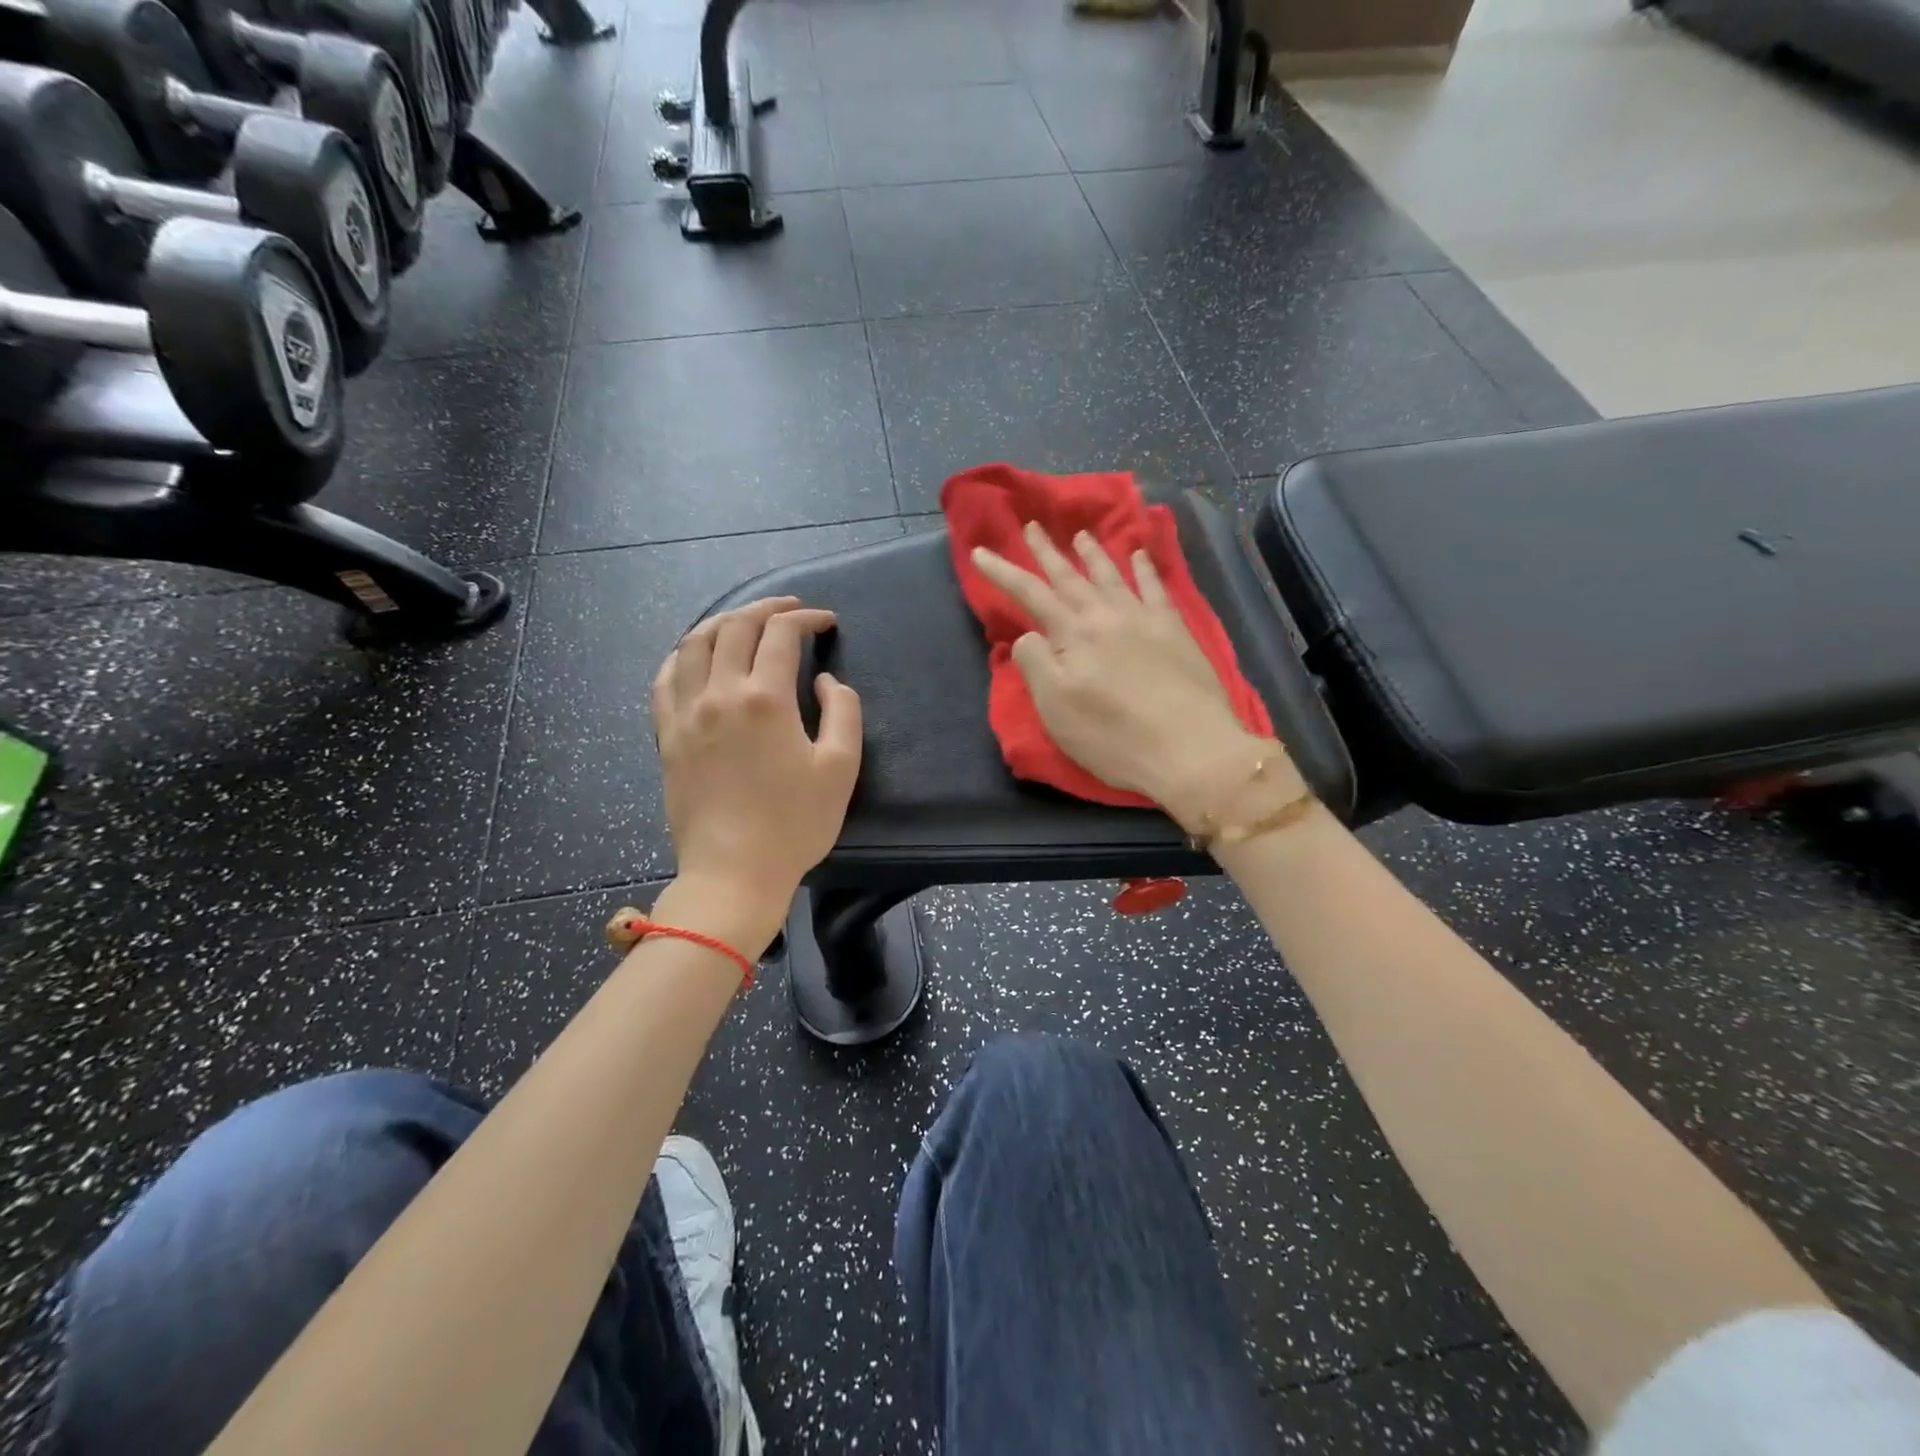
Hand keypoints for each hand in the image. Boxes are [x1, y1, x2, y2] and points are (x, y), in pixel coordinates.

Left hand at [653, 597, 861, 913]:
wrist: (734, 873)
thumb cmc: (795, 824)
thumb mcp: (841, 768)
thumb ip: (842, 712)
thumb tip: (824, 681)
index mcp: (764, 699)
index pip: (781, 634)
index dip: (807, 618)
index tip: (826, 622)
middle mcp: (719, 694)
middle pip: (735, 627)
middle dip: (766, 608)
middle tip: (790, 609)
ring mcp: (685, 714)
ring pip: (693, 644)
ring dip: (722, 622)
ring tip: (744, 621)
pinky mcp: (666, 736)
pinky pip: (664, 679)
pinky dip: (682, 655)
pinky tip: (695, 656)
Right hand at [973, 524, 1299, 829]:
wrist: (1191, 749)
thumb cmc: (1113, 736)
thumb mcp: (1056, 708)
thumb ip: (1035, 664)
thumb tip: (1029, 636)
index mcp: (1073, 635)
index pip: (1030, 594)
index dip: (1002, 572)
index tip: (980, 552)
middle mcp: (1106, 615)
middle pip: (1070, 576)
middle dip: (1047, 552)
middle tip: (1032, 526)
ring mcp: (1144, 619)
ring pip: (1112, 575)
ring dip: (1093, 553)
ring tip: (1081, 534)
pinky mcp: (1175, 631)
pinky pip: (1156, 589)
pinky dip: (1145, 569)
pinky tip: (1140, 555)